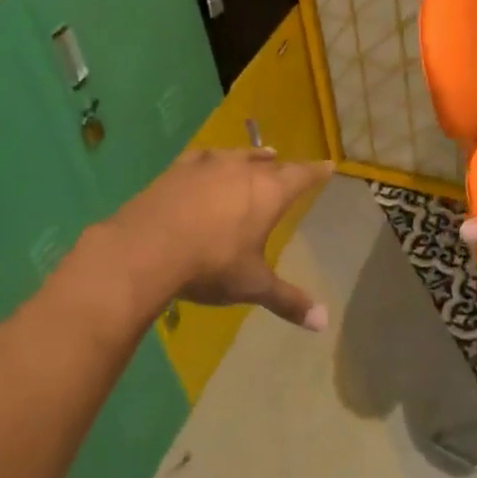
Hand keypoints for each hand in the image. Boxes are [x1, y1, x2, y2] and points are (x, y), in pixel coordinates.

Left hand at [107, 147, 333, 329]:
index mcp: (269, 193)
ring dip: (252, 156)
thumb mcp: (252, 285)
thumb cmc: (211, 265)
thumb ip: (288, 300)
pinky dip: (214, 160)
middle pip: (270, 163)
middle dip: (282, 167)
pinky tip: (209, 162)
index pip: (301, 176)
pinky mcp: (179, 169)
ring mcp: (209, 165)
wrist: (147, 248)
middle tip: (288, 166)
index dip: (317, 172)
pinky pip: (204, 158)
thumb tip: (323, 323)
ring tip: (262, 155)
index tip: (329, 165)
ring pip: (239, 155)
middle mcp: (243, 170)